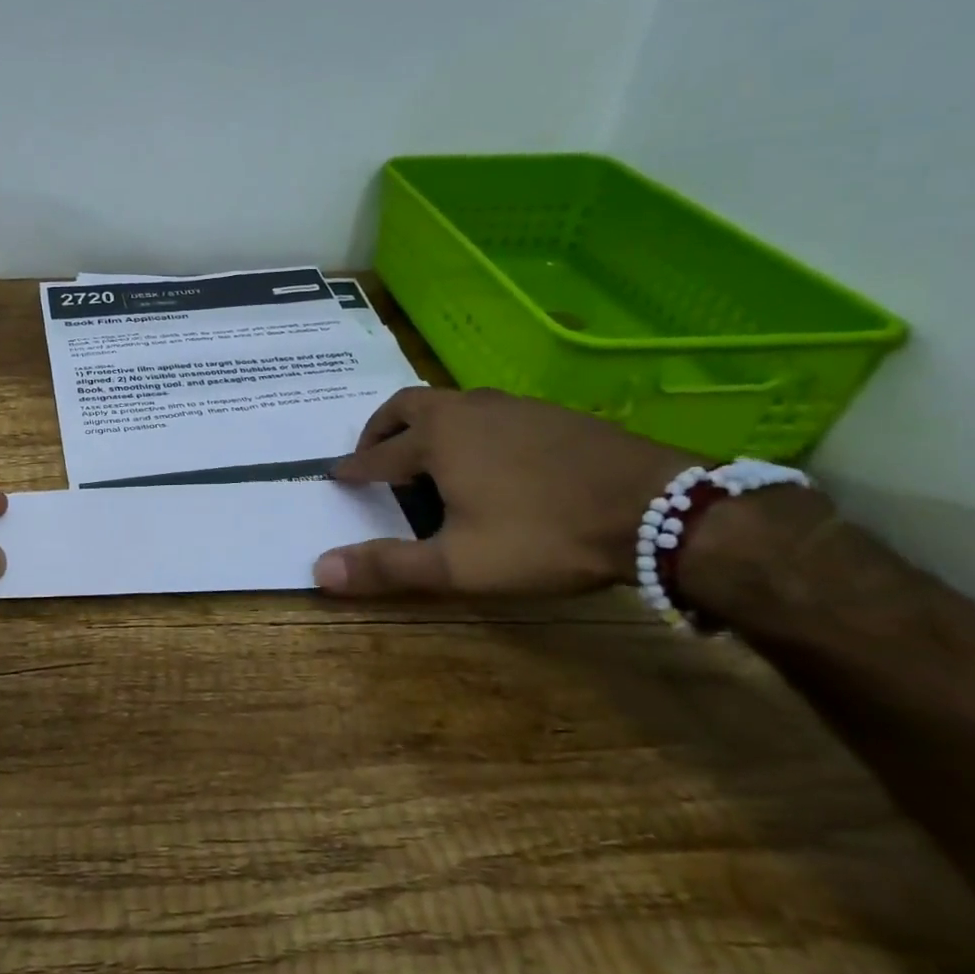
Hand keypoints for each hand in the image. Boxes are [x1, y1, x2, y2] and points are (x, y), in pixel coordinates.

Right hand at [313, 387, 695, 597]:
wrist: (656, 508)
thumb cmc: (543, 535)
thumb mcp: (459, 564)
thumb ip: (388, 566)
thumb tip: (318, 570)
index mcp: (435, 439)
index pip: (377, 454)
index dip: (353, 469)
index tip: (336, 476)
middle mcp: (464, 409)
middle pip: (405, 406)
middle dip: (381, 429)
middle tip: (374, 454)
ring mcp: (509, 405)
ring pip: (448, 403)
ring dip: (424, 424)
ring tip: (427, 456)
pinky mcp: (547, 412)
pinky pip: (486, 410)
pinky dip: (466, 427)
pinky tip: (489, 457)